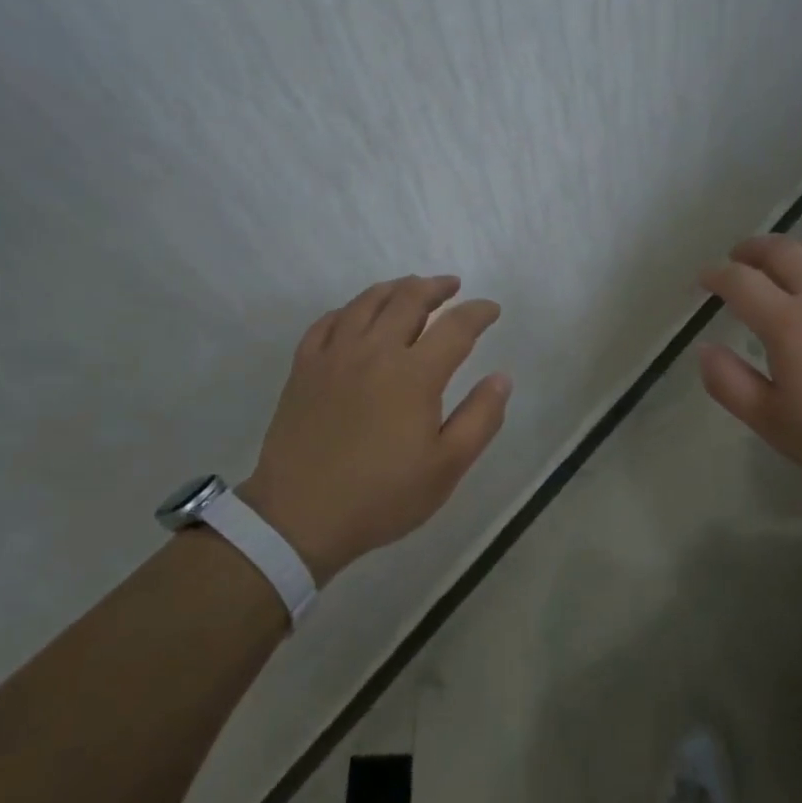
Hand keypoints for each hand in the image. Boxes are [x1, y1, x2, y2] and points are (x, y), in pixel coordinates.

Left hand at [239, 275, 510, 582]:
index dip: (478, 312)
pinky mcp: (304, 366)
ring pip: (367, 301)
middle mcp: (375, 351)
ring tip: (410, 288)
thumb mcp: (447, 467)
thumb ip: (480, 418)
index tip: (491, 309)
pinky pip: (327, 321)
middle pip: (409, 299)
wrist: (299, 516)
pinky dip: (349, 309)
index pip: (455, 326)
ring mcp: (334, 355)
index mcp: (415, 374)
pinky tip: (356, 315)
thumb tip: (502, 377)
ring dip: (395, 288)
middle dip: (436, 287)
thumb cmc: (382, 496)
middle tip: (451, 286)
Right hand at [697, 235, 801, 507]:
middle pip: (780, 250)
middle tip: (736, 258)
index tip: (704, 280)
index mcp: (789, 324)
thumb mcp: (775, 424)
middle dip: (750, 249)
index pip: (740, 281)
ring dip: (791, 248)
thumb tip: (705, 349)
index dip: (716, 275)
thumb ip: (730, 384)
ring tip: (780, 261)